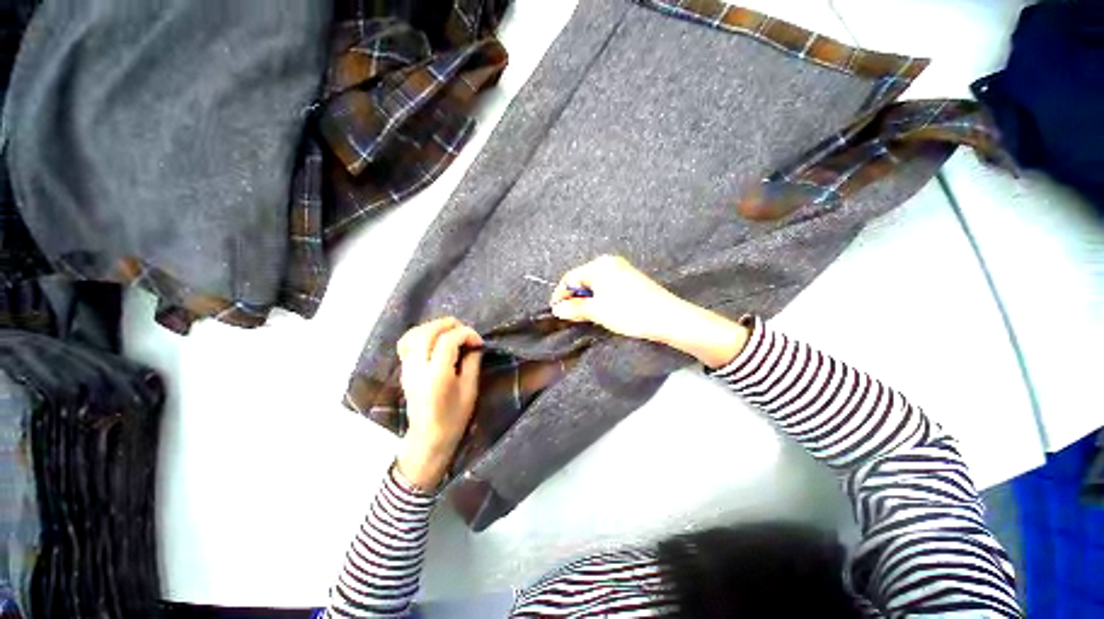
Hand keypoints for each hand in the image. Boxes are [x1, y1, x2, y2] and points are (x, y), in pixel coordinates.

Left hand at [395, 317, 482, 489]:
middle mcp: (418, 368)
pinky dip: (421, 334)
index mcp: (436, 376)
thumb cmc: (454, 417)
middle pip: (427, 332)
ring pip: (414, 334)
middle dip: (449, 324)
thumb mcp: (470, 390)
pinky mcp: (404, 369)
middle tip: (465, 332)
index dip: (466, 334)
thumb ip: (472, 363)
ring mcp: (407, 368)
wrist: (428, 438)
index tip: (478, 342)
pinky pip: (407, 342)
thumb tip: (474, 345)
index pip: (447, 340)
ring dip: (434, 327)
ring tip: (451, 332)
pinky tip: (435, 340)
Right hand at [550, 255, 749, 367]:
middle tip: (568, 315)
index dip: (560, 294)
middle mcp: (609, 262)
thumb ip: (574, 308)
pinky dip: (599, 297)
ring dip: (586, 298)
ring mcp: (621, 269)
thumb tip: (557, 309)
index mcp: (599, 265)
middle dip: (574, 297)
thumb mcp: (597, 311)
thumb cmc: (628, 312)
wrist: (667, 317)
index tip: (555, 311)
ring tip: (583, 314)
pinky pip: (606, 285)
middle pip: (582, 278)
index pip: (570, 277)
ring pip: (595, 283)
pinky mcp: (630, 279)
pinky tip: (600, 309)